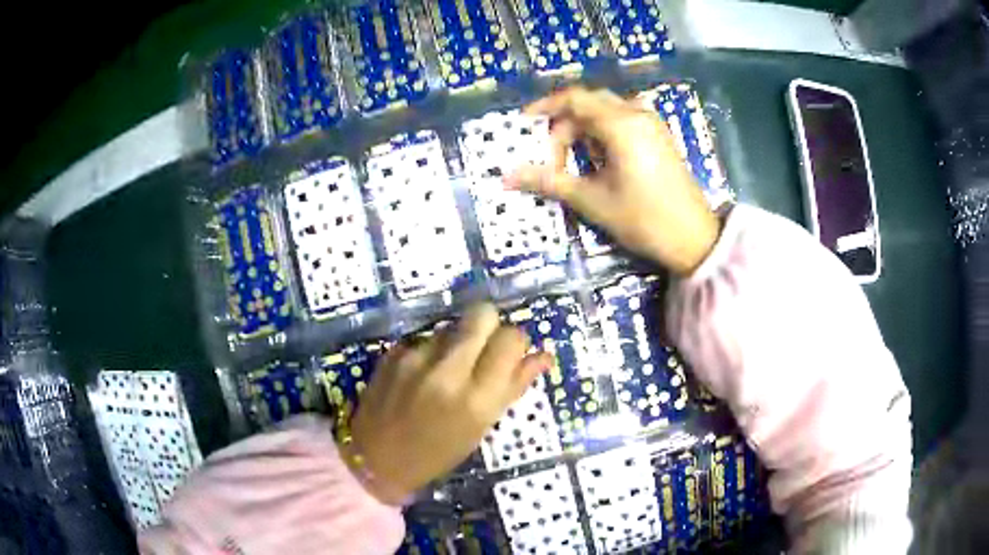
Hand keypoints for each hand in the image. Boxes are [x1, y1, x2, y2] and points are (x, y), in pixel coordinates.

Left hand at [347, 304, 550, 504]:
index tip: (508, 356)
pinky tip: (419, 375)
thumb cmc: (438, 452)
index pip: (511, 338)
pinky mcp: (393, 352)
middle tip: (481, 351)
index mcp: (478, 398)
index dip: (514, 342)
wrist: (377, 459)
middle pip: (483, 314)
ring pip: (452, 325)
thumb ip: (513, 387)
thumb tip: (543, 356)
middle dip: (489, 327)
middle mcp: (449, 371)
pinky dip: (430, 351)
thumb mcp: (481, 427)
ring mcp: (416, 358)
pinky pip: (425, 337)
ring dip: (456, 341)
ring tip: (445, 370)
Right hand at [506, 87, 720, 274]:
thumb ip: (550, 181)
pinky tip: (602, 161)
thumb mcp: (592, 200)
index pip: (574, 99)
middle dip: (565, 124)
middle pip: (590, 103)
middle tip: (551, 153)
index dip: (545, 107)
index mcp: (621, 124)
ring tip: (576, 161)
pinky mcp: (659, 137)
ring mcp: (652, 124)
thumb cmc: (643, 218)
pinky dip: (604, 133)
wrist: (694, 239)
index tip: (524, 124)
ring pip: (607, 111)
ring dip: (585, 130)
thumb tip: (507, 176)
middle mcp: (637, 115)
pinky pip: (624, 121)